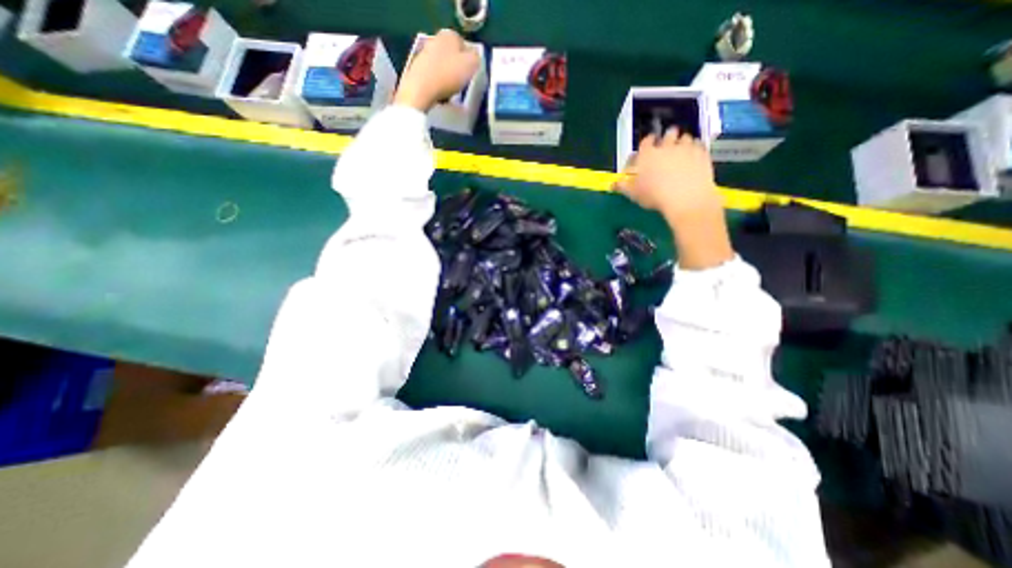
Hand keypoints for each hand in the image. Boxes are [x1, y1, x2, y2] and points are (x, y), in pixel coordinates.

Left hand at [394, 29, 478, 113]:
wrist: (420, 89)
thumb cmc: (448, 75)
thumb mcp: (471, 65)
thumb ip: (476, 58)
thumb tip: (474, 57)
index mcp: (450, 35)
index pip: (464, 45)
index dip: (470, 60)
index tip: (471, 74)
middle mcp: (436, 40)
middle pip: (452, 55)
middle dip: (458, 68)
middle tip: (463, 84)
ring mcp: (424, 54)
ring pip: (442, 66)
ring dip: (448, 77)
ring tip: (452, 92)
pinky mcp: (417, 69)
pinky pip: (433, 77)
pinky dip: (438, 84)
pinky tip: (440, 94)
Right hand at [612, 128, 732, 269]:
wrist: (686, 198)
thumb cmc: (655, 196)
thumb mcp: (634, 194)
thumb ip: (623, 187)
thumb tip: (612, 185)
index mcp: (647, 155)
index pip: (646, 141)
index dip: (648, 142)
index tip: (650, 145)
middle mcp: (666, 146)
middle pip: (668, 134)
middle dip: (668, 137)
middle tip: (667, 146)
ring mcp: (686, 148)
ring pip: (684, 137)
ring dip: (682, 142)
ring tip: (681, 150)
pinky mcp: (702, 153)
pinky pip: (698, 145)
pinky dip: (695, 148)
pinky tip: (693, 157)